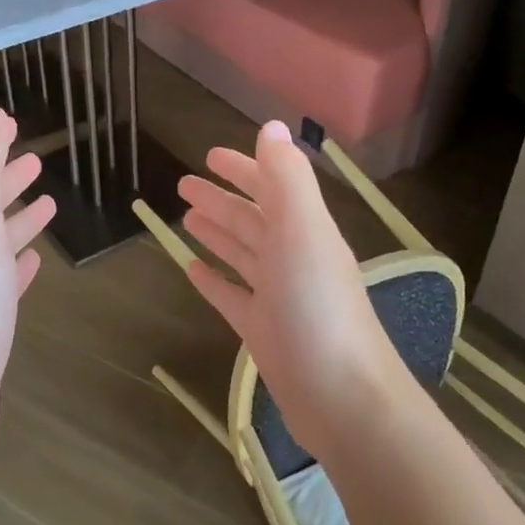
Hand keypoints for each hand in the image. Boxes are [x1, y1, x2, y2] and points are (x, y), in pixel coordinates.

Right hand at [178, 121, 400, 455]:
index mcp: (306, 231)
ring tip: (186, 218)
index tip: (209, 156)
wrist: (342, 398)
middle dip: (221, 199)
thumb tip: (272, 126)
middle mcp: (293, 258)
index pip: (272, 187)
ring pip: (242, 255)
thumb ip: (287, 178)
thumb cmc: (318, 308)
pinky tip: (192, 271)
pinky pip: (232, 297)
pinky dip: (214, 281)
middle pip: (252, 220)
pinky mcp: (263, 332)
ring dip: (217, 233)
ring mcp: (278, 297)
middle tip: (182, 185)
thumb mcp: (303, 232)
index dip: (244, 168)